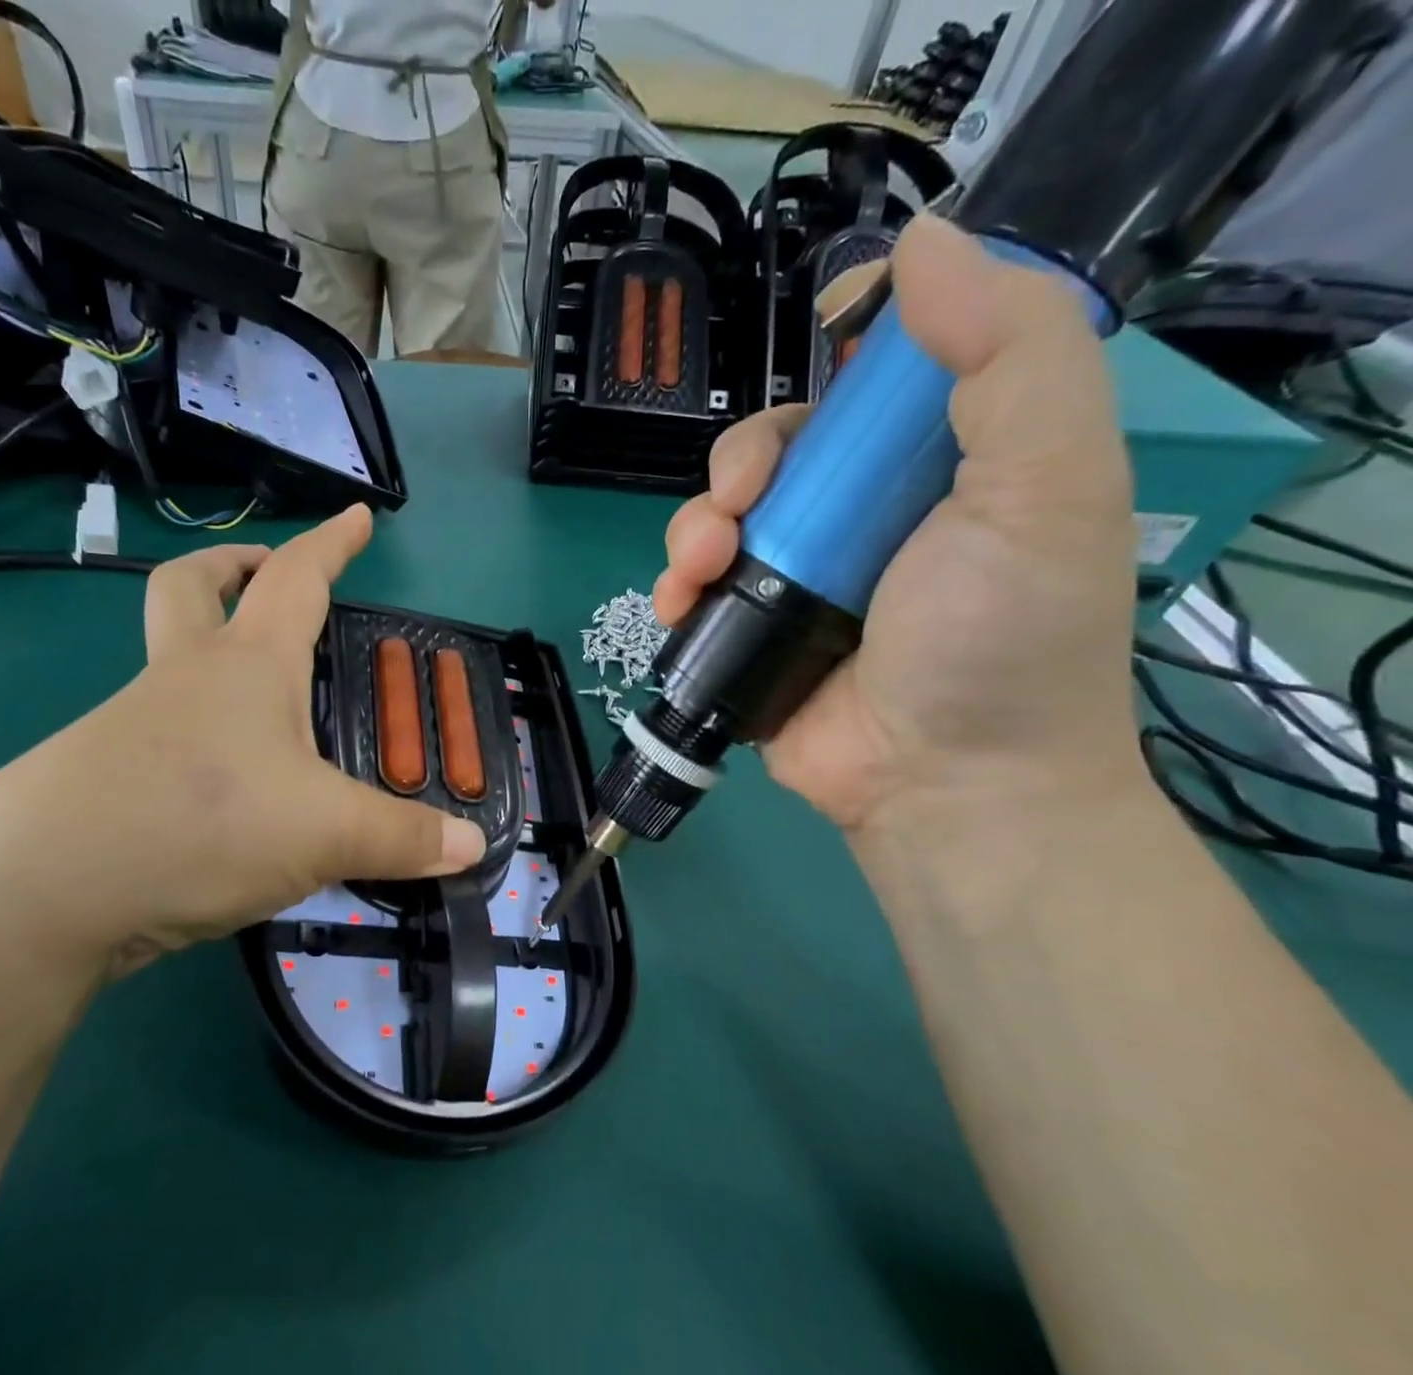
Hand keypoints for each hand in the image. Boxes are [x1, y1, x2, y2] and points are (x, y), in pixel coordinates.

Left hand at [0, 507, 485, 979]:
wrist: (43, 888)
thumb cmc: (201, 822)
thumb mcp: (324, 832)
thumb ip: (402, 838)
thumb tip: (472, 846)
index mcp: (246, 664)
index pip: (296, 578)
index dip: (331, 543)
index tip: (357, 514)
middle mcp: (184, 677)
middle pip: (192, 587)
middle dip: (232, 566)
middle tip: (262, 574)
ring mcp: (133, 724)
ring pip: (167, 660)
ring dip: (206, 652)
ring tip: (263, 704)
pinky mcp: (103, 775)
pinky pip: (155, 731)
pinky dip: (193, 732)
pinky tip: (222, 784)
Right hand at [654, 215, 1145, 833]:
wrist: (942, 784)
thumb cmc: (1003, 638)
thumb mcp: (1047, 484)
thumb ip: (1009, 356)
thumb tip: (923, 243)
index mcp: (944, 463)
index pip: (883, 375)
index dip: (846, 346)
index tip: (818, 350)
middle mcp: (867, 512)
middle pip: (781, 445)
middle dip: (745, 460)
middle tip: (742, 503)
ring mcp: (801, 575)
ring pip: (723, 512)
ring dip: (696, 524)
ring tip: (703, 564)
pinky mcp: (750, 628)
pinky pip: (695, 583)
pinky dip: (675, 582)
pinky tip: (677, 600)